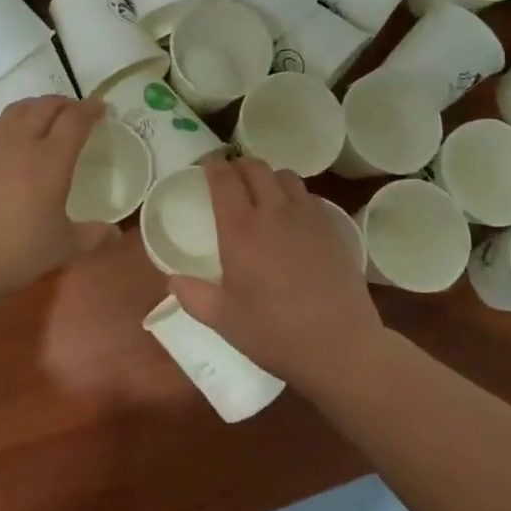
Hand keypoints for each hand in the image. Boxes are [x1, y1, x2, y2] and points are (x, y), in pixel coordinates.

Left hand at [0, 96, 117, 309]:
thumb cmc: (15, 254)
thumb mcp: (63, 248)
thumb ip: (93, 236)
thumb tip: (115, 232)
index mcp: (50, 161)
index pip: (75, 120)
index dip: (91, 109)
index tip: (102, 109)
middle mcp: (20, 144)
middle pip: (44, 107)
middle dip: (64, 103)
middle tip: (76, 111)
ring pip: (15, 110)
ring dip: (35, 106)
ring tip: (44, 115)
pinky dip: (3, 120)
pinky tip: (4, 131)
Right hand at [169, 157, 383, 390]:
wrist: (338, 344)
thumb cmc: (273, 332)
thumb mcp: (223, 319)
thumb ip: (193, 296)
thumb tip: (173, 281)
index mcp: (241, 230)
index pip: (224, 180)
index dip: (213, 166)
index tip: (207, 166)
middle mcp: (274, 212)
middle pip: (256, 168)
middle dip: (240, 165)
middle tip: (231, 177)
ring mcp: (308, 218)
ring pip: (286, 176)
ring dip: (270, 177)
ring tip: (263, 193)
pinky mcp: (333, 229)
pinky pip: (310, 197)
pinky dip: (296, 197)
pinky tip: (294, 218)